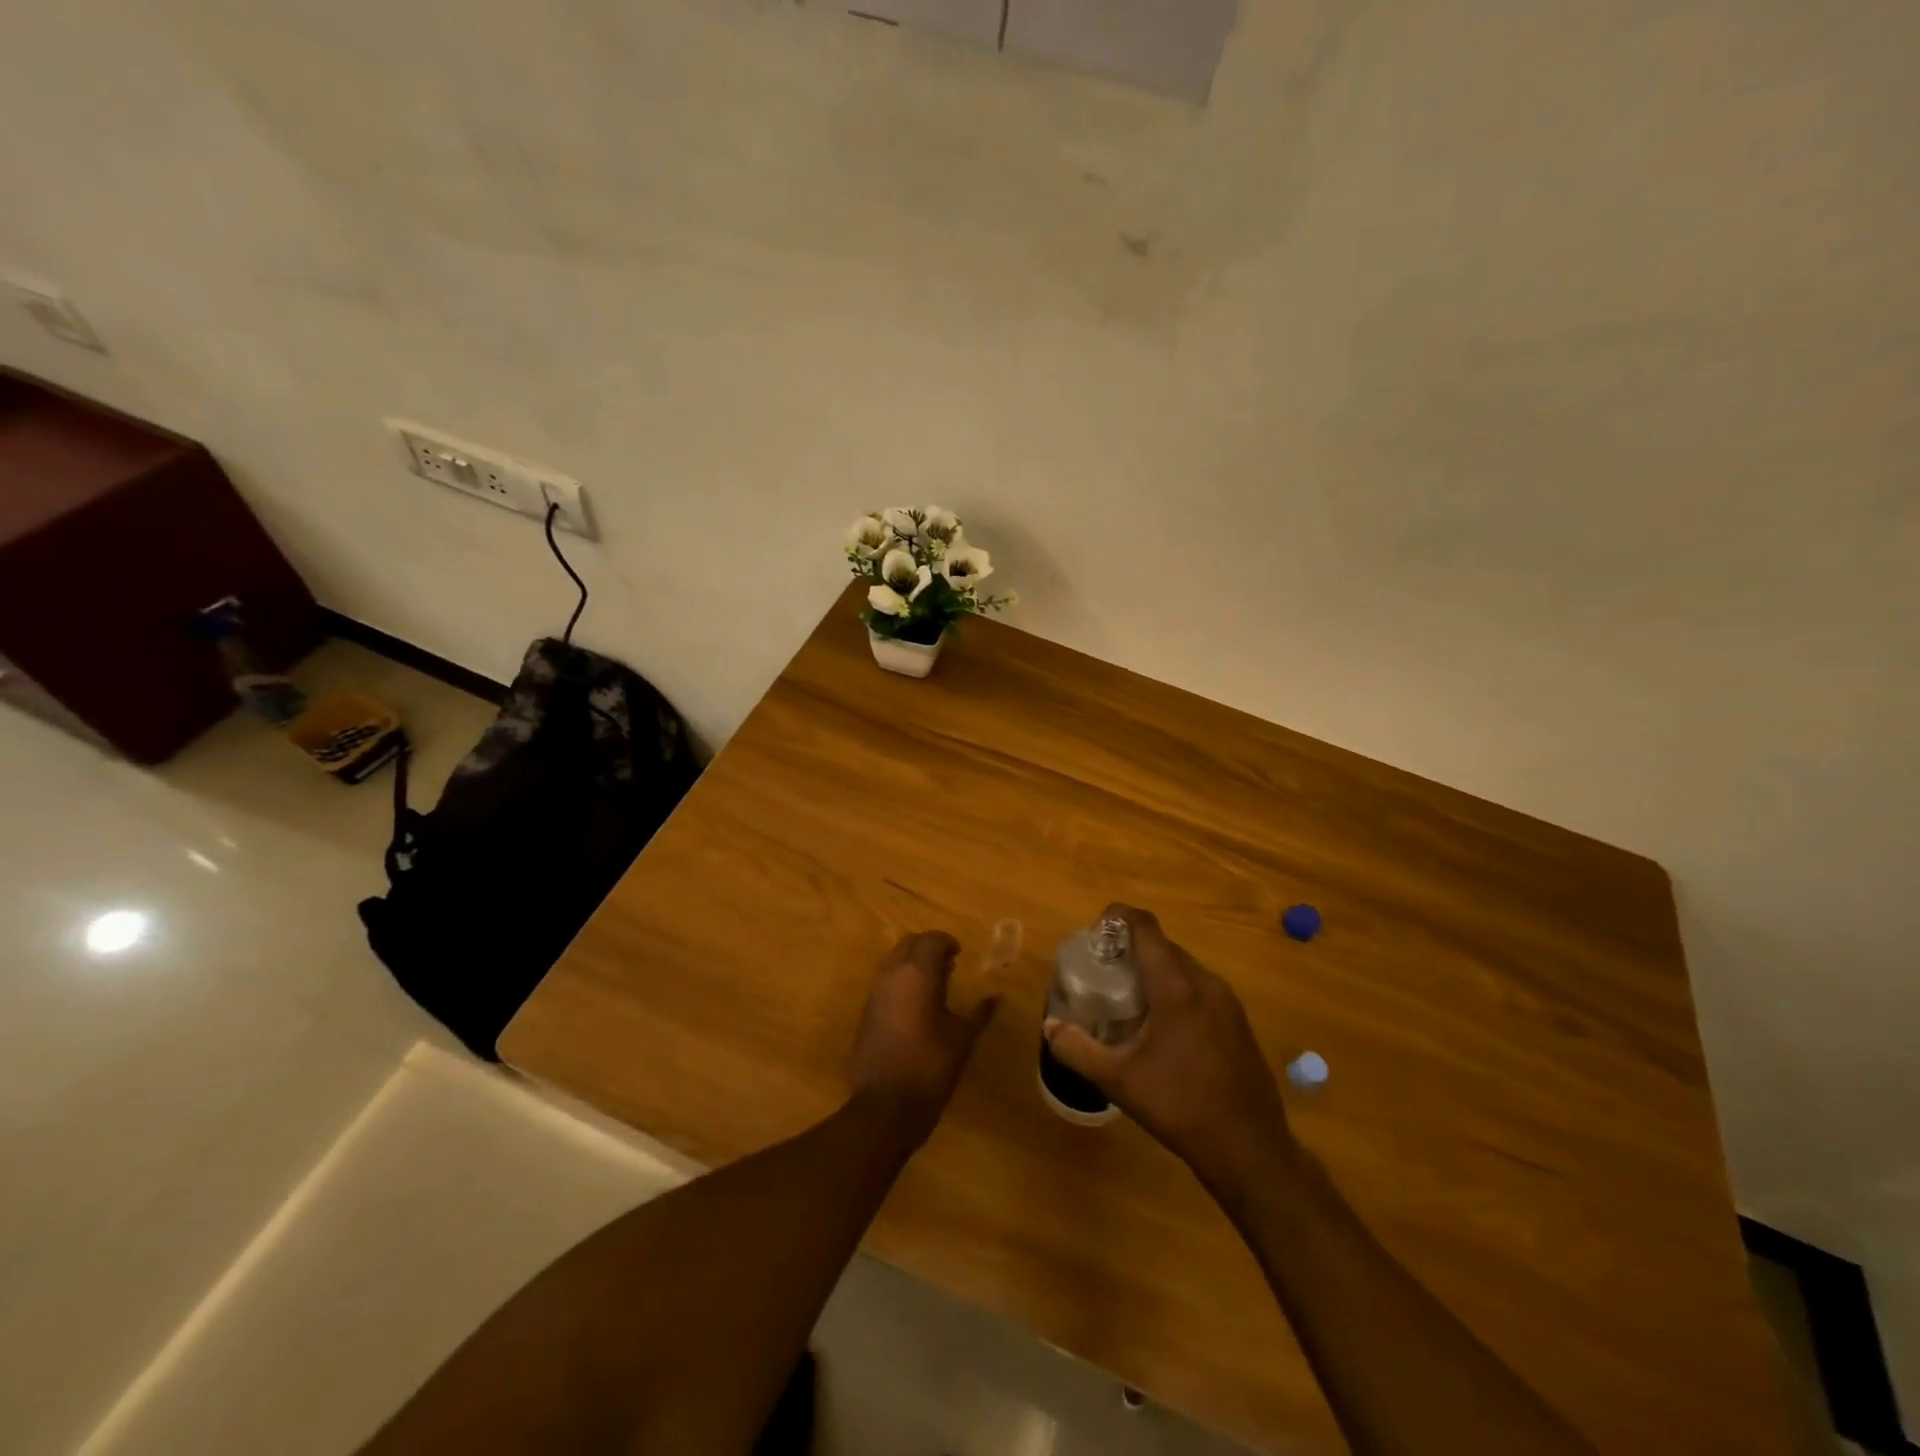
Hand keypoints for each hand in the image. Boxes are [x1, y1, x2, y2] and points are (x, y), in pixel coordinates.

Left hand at [848, 932, 998, 1142]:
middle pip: (909, 943)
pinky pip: (884, 982)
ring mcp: (874, 992)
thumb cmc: (931, 1066)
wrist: (886, 1105)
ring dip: (912, 963)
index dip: (947, 942)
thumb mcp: (962, 1038)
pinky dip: (899, 981)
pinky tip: (914, 1006)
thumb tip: (995, 997)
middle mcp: (892, 974)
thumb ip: (979, 1013)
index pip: (931, 940)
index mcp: (918, 973)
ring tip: (933, 984)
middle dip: (927, 948)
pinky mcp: (865, 1012)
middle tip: (948, 965)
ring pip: (893, 960)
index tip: (959, 954)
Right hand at [1044, 905, 1298, 1200]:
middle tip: (1104, 967)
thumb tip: (1050, 1026)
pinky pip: (1201, 987)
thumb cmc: (1179, 1106)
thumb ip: (1076, 1048)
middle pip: (1164, 946)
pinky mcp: (1239, 1020)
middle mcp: (1206, 983)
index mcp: (1176, 987)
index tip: (1097, 926)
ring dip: (1156, 969)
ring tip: (1129, 994)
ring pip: (1184, 967)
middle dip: (1133, 947)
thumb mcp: (1117, 1081)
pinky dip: (1177, 988)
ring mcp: (1228, 1001)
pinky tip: (1163, 1023)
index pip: (1146, 929)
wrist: (1249, 1148)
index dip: (1120, 916)